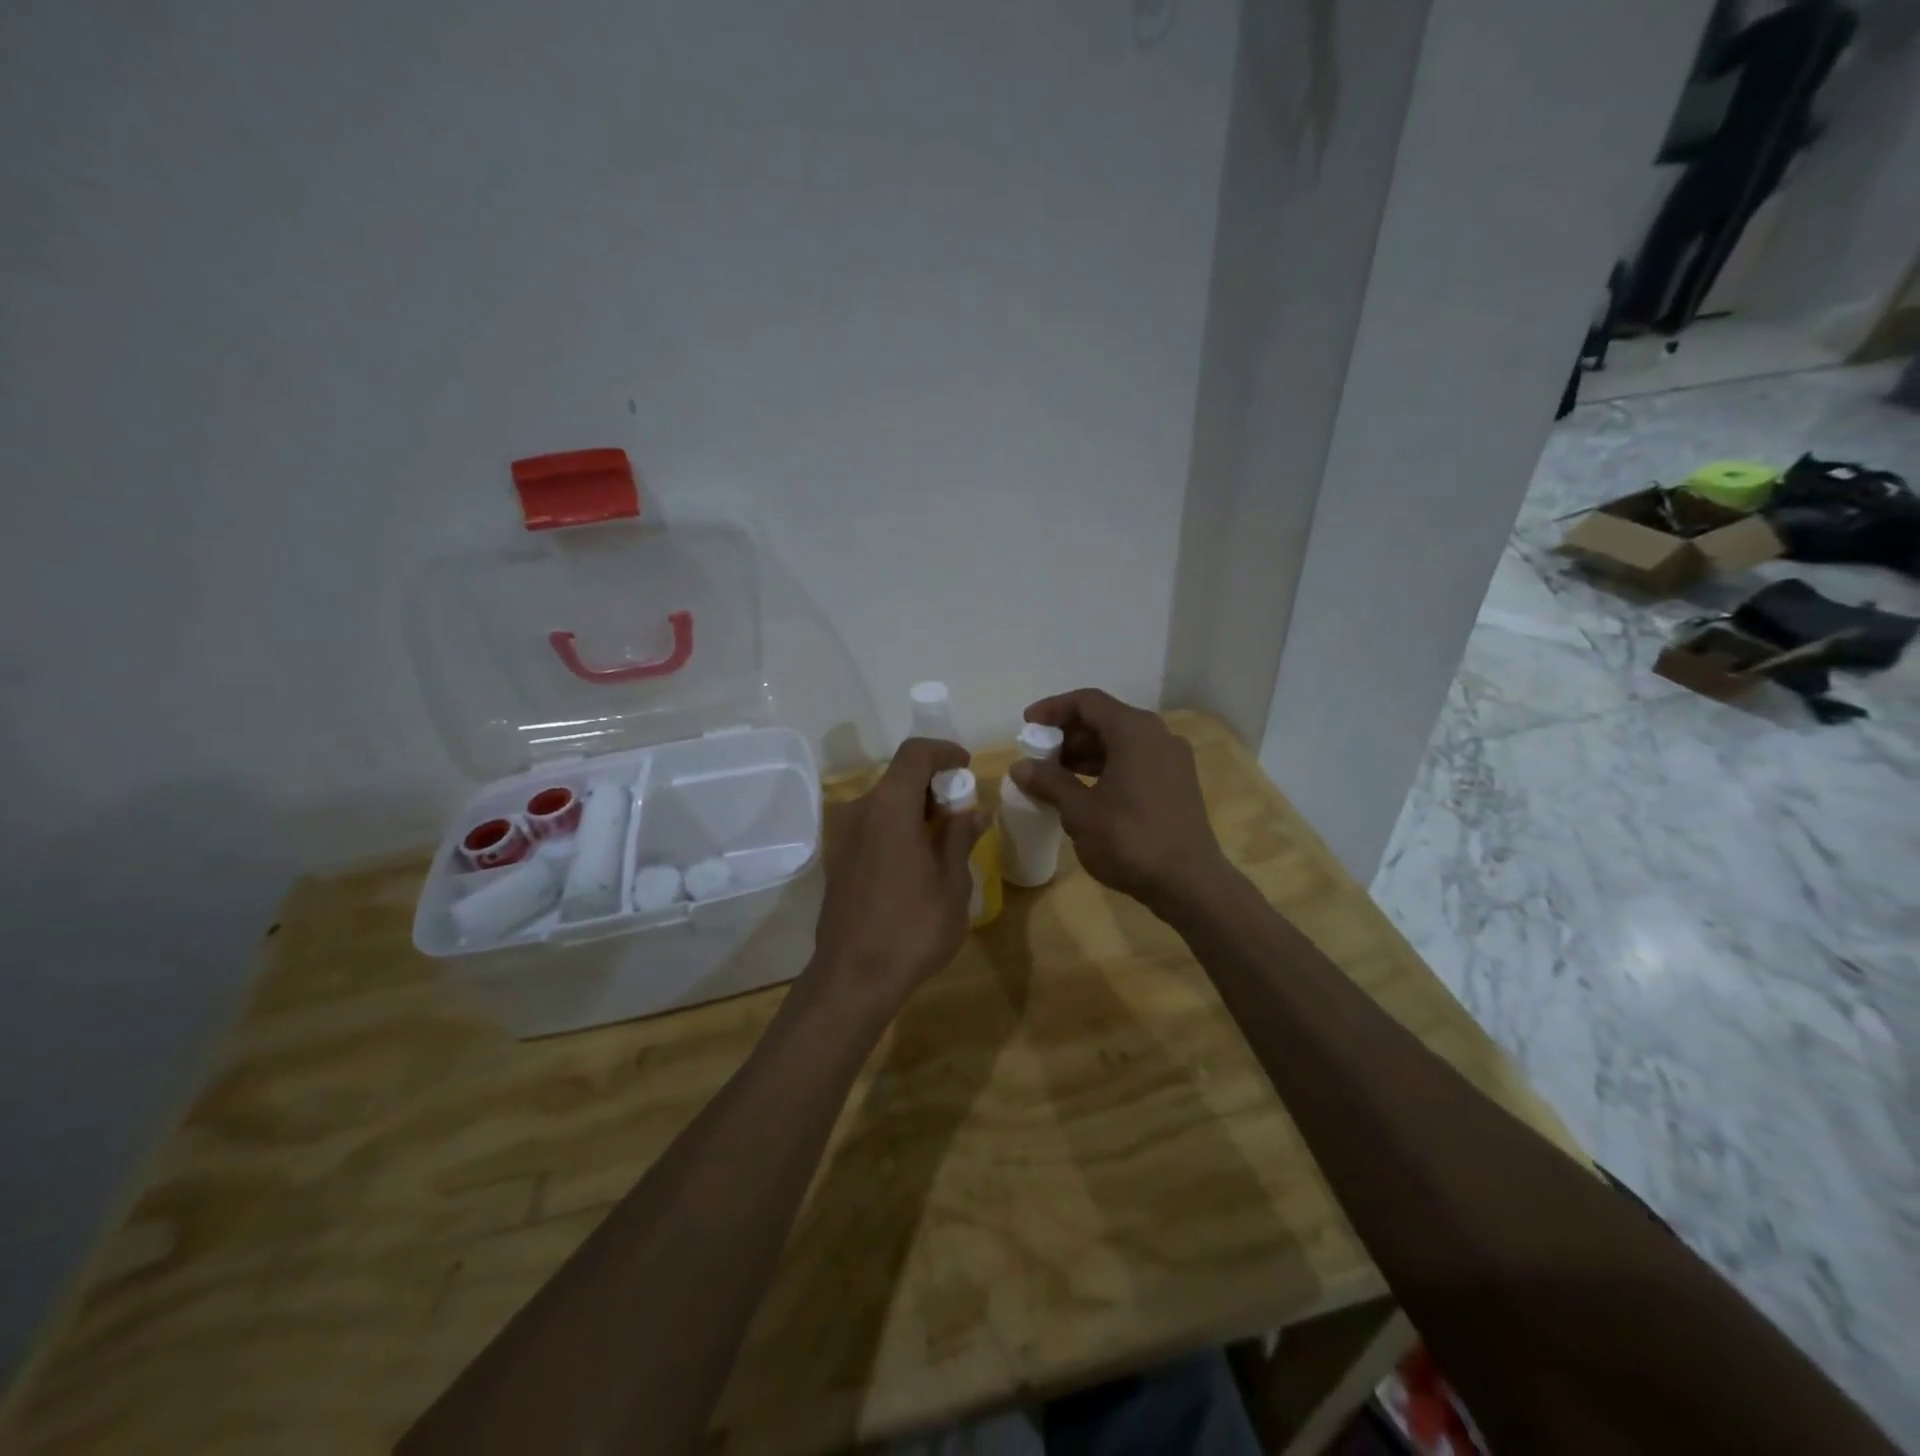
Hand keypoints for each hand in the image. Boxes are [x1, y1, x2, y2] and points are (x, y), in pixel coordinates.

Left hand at [807, 737, 987, 1012]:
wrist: (852, 978)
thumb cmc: (912, 928)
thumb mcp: (952, 883)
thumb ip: (960, 838)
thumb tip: (974, 811)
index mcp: (889, 808)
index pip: (915, 754)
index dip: (943, 751)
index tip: (966, 767)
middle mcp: (860, 812)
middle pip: (898, 778)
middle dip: (933, 785)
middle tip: (962, 812)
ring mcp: (843, 837)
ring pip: (884, 804)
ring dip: (915, 809)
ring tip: (944, 841)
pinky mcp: (837, 861)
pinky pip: (871, 827)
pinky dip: (896, 828)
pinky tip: (916, 863)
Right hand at [1008, 689, 1230, 914]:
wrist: (1189, 883)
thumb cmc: (1130, 840)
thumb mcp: (1080, 812)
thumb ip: (1049, 782)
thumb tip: (1020, 766)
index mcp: (1134, 731)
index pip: (1087, 702)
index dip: (1053, 709)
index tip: (1027, 725)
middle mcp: (1158, 735)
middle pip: (1105, 719)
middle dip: (1068, 734)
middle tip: (1039, 755)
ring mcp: (1172, 759)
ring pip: (1121, 741)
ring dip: (1086, 752)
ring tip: (1055, 775)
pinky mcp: (1177, 782)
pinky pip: (1135, 760)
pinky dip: (1107, 766)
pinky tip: (1086, 791)